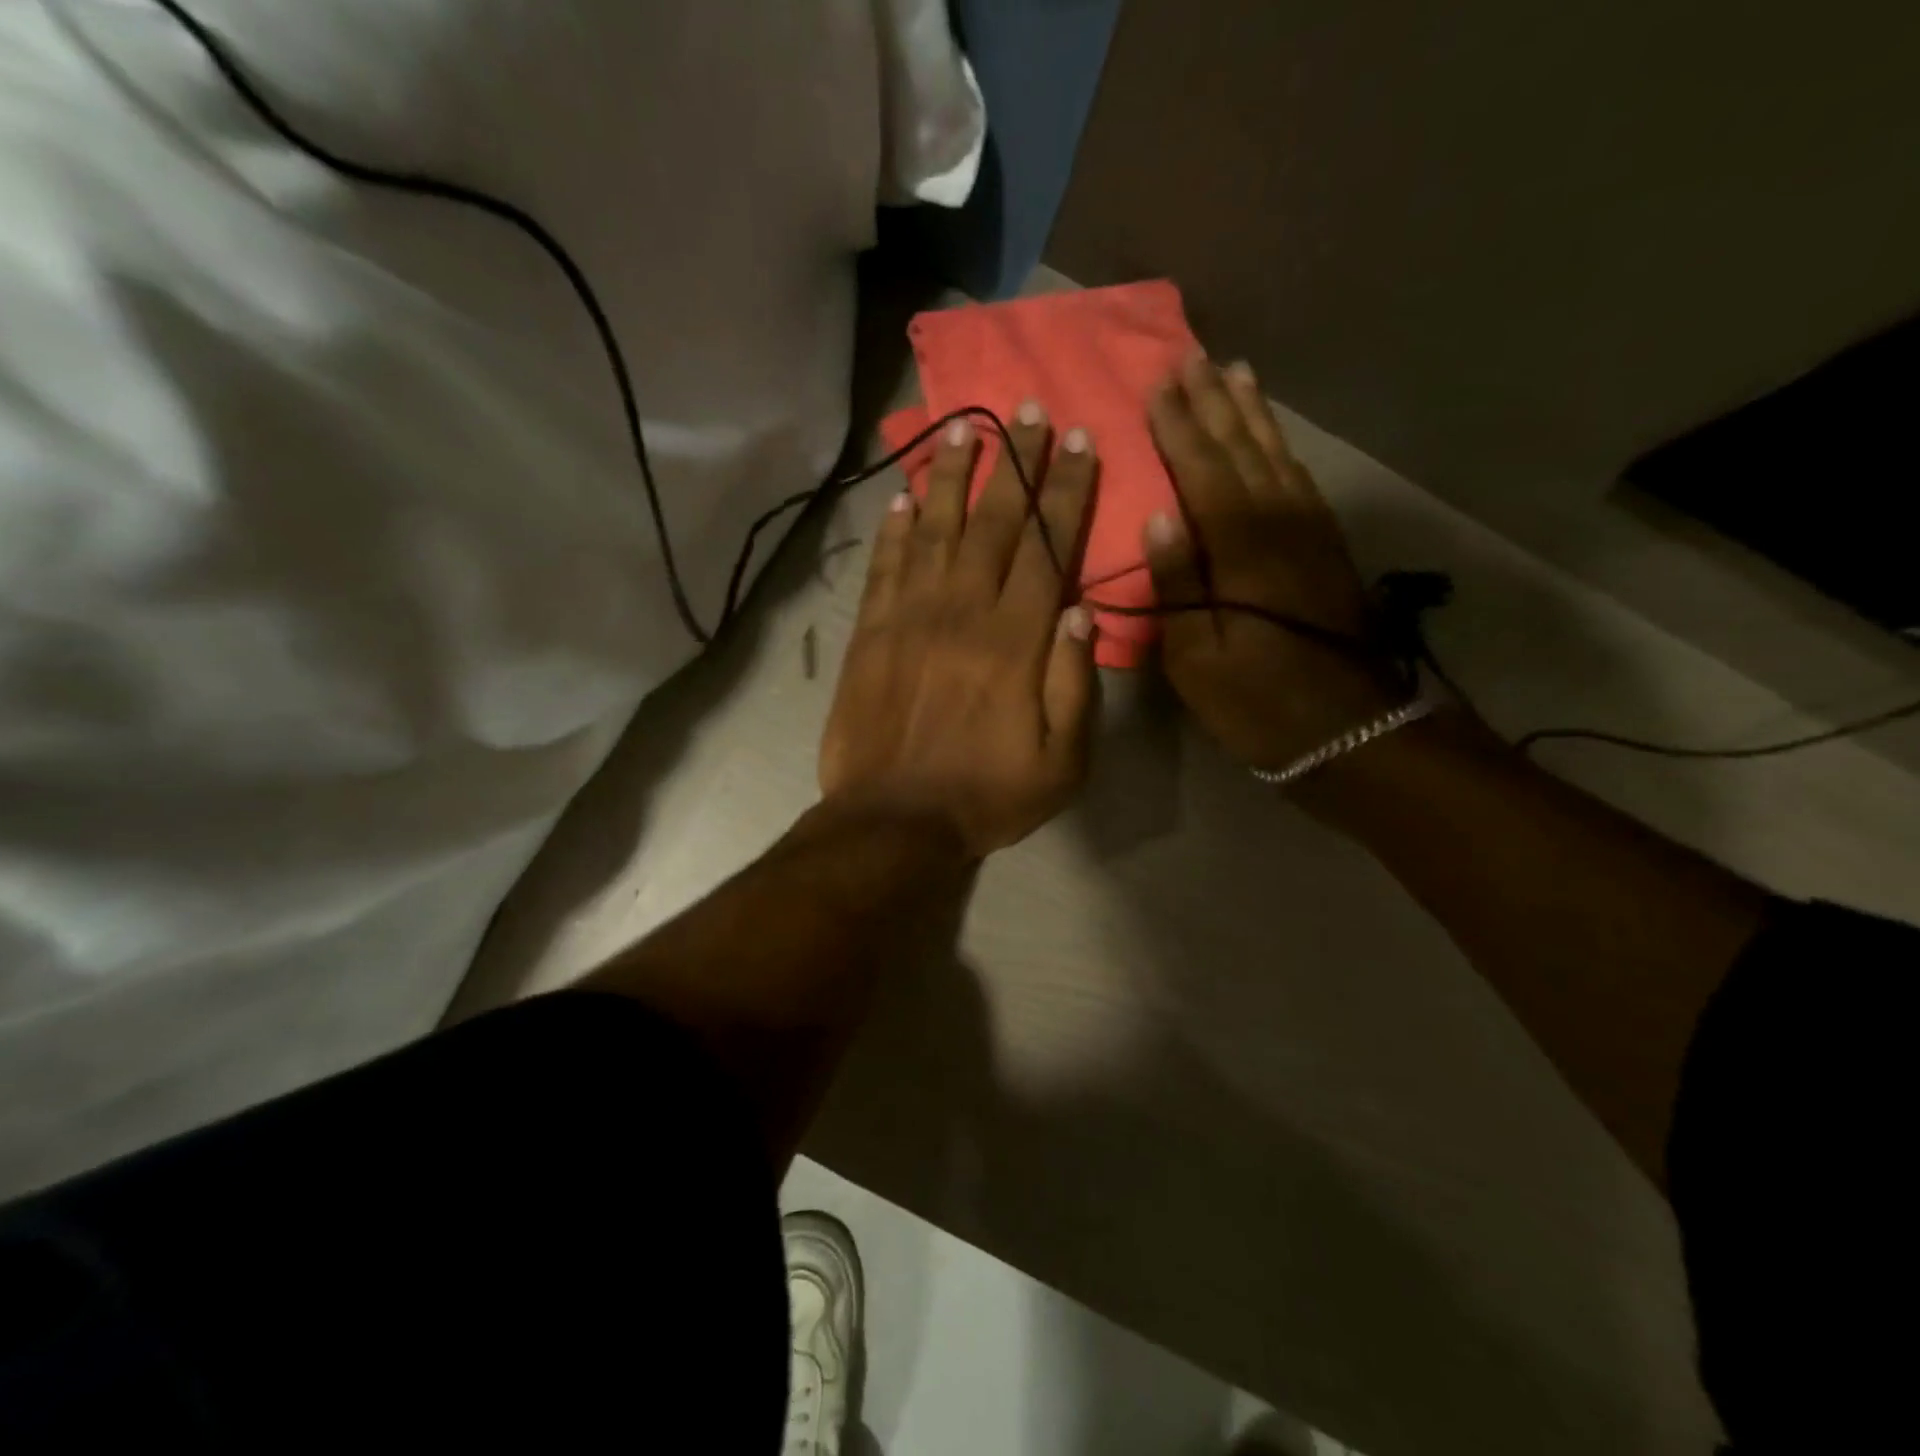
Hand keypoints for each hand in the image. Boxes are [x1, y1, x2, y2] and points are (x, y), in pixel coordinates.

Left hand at [820, 407, 1098, 857]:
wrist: (893, 820)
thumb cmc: (986, 795)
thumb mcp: (1061, 761)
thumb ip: (1075, 684)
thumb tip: (1078, 611)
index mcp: (1016, 641)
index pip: (1047, 547)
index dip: (1065, 491)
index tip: (1077, 441)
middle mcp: (963, 612)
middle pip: (995, 523)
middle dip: (1017, 463)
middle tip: (1029, 410)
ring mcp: (909, 618)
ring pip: (936, 531)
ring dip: (954, 477)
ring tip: (966, 428)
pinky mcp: (870, 634)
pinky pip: (885, 567)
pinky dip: (895, 529)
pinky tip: (904, 497)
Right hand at [1142, 355, 1402, 770]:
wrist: (1350, 730)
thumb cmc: (1257, 702)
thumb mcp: (1196, 660)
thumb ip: (1176, 586)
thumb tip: (1157, 519)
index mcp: (1240, 549)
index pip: (1203, 471)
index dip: (1179, 428)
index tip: (1157, 386)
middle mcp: (1279, 524)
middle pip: (1242, 450)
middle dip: (1214, 404)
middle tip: (1192, 359)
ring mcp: (1310, 533)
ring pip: (1276, 456)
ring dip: (1252, 414)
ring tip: (1234, 374)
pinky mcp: (1327, 548)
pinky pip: (1299, 480)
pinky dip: (1281, 448)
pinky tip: (1271, 437)